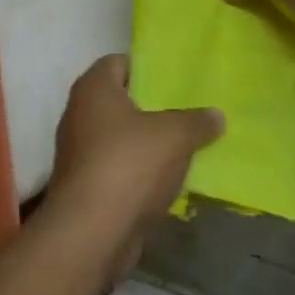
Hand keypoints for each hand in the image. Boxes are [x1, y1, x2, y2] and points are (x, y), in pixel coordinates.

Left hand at [45, 55, 222, 279]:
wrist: (91, 232)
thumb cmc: (129, 165)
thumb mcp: (175, 136)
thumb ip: (197, 121)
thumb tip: (216, 115)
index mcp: (94, 89)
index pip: (118, 62)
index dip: (146, 67)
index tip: (175, 80)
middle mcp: (79, 114)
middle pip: (119, 101)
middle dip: (151, 107)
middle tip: (186, 112)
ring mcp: (78, 152)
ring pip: (119, 137)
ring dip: (146, 143)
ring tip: (184, 146)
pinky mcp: (84, 186)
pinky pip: (117, 167)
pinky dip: (138, 171)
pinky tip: (167, 180)